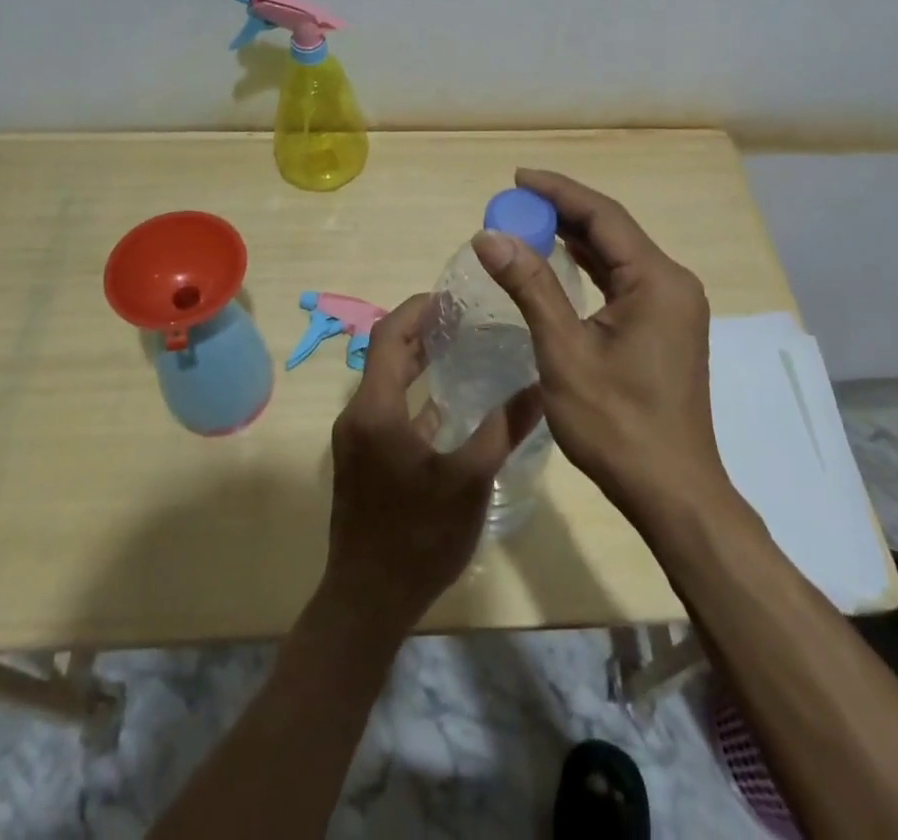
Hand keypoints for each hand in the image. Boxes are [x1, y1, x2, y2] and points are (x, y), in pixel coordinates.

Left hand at [321, 293, 543, 636]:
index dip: (419, 309)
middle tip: (465, 317)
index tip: (453, 296)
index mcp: (375, 408)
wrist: (368, 601)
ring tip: (461, 348)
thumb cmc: (418, 536)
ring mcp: (356, 438)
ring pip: (385, 382)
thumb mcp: (470, 479)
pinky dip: (413, 395)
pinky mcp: (362, 459)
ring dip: (417, 361)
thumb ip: (503, 428)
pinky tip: (448, 404)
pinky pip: (386, 409)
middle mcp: (358, 414)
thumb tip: (540, 385)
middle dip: (421, 330)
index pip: (390, 334)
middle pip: (386, 353)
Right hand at [471, 169, 724, 523]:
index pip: (602, 216)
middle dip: (563, 212)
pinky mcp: (666, 326)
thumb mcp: (565, 352)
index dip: (558, 191)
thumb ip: (530, 287)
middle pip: (612, 230)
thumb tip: (490, 237)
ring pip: (618, 255)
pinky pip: (624, 279)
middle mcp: (672, 282)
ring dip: (575, 238)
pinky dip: (590, 266)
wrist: (672, 492)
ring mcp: (673, 305)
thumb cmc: (617, 424)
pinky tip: (561, 261)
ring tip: (529, 223)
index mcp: (656, 280)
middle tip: (513, 202)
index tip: (517, 177)